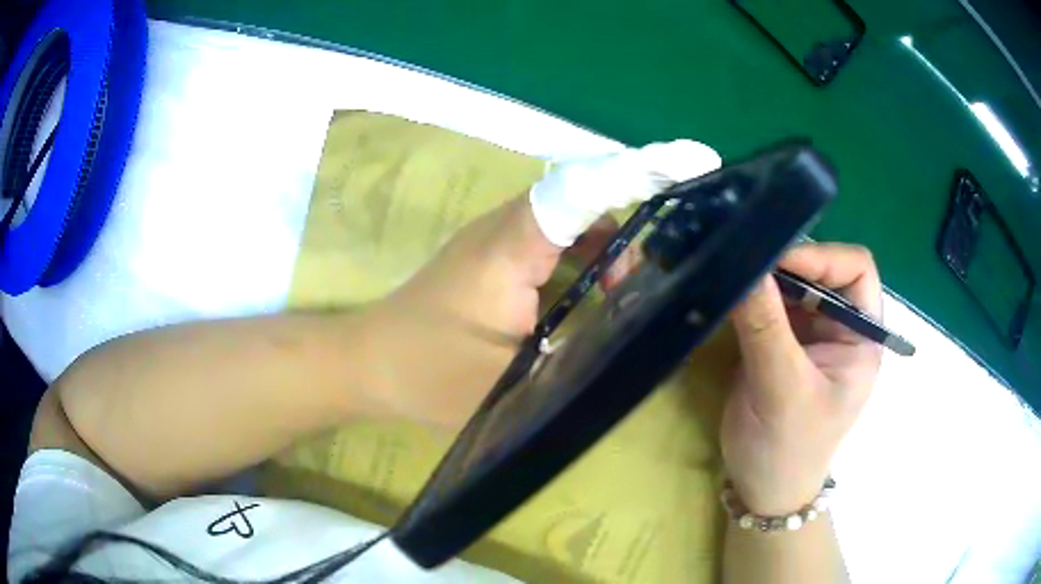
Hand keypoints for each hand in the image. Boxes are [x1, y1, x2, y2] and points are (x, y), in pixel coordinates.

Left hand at [363, 140, 720, 426]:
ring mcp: (499, 239)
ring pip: (570, 221)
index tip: (691, 164)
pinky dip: (585, 260)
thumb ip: (572, 366)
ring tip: (628, 294)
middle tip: (661, 274)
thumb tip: (633, 350)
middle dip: (633, 222)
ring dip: (608, 248)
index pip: (581, 191)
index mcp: (509, 248)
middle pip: (583, 198)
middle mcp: (506, 227)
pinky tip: (595, 298)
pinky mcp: (495, 256)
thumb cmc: (425, 372)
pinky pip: (553, 242)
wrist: (367, 362)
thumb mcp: (504, 385)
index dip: (636, 172)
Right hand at [721, 243, 882, 514]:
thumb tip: (744, 268)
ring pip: (793, 283)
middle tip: (746, 261)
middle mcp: (840, 326)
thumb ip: (765, 329)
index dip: (821, 257)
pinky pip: (769, 303)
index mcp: (861, 337)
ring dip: (765, 276)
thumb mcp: (781, 391)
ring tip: (732, 271)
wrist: (762, 490)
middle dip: (788, 263)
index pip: (856, 270)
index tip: (776, 262)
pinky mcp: (781, 341)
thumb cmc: (786, 450)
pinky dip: (750, 294)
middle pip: (822, 269)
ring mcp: (810, 333)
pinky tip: (728, 293)